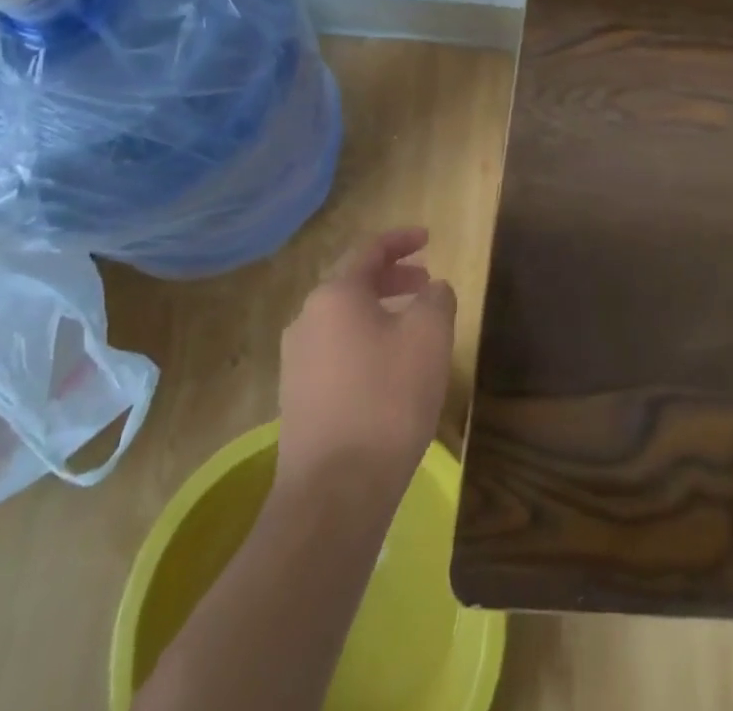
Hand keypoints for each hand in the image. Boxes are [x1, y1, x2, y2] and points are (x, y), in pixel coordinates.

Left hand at [276, 228, 456, 503]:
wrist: (334, 493)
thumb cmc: (387, 399)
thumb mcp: (429, 336)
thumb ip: (436, 298)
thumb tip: (432, 290)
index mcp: (335, 294)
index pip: (370, 250)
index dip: (402, 239)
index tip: (429, 238)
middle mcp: (307, 319)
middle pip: (353, 282)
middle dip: (393, 277)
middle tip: (426, 281)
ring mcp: (296, 361)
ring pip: (344, 318)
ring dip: (380, 310)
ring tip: (412, 324)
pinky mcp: (298, 398)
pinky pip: (336, 350)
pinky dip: (366, 341)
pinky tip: (389, 366)